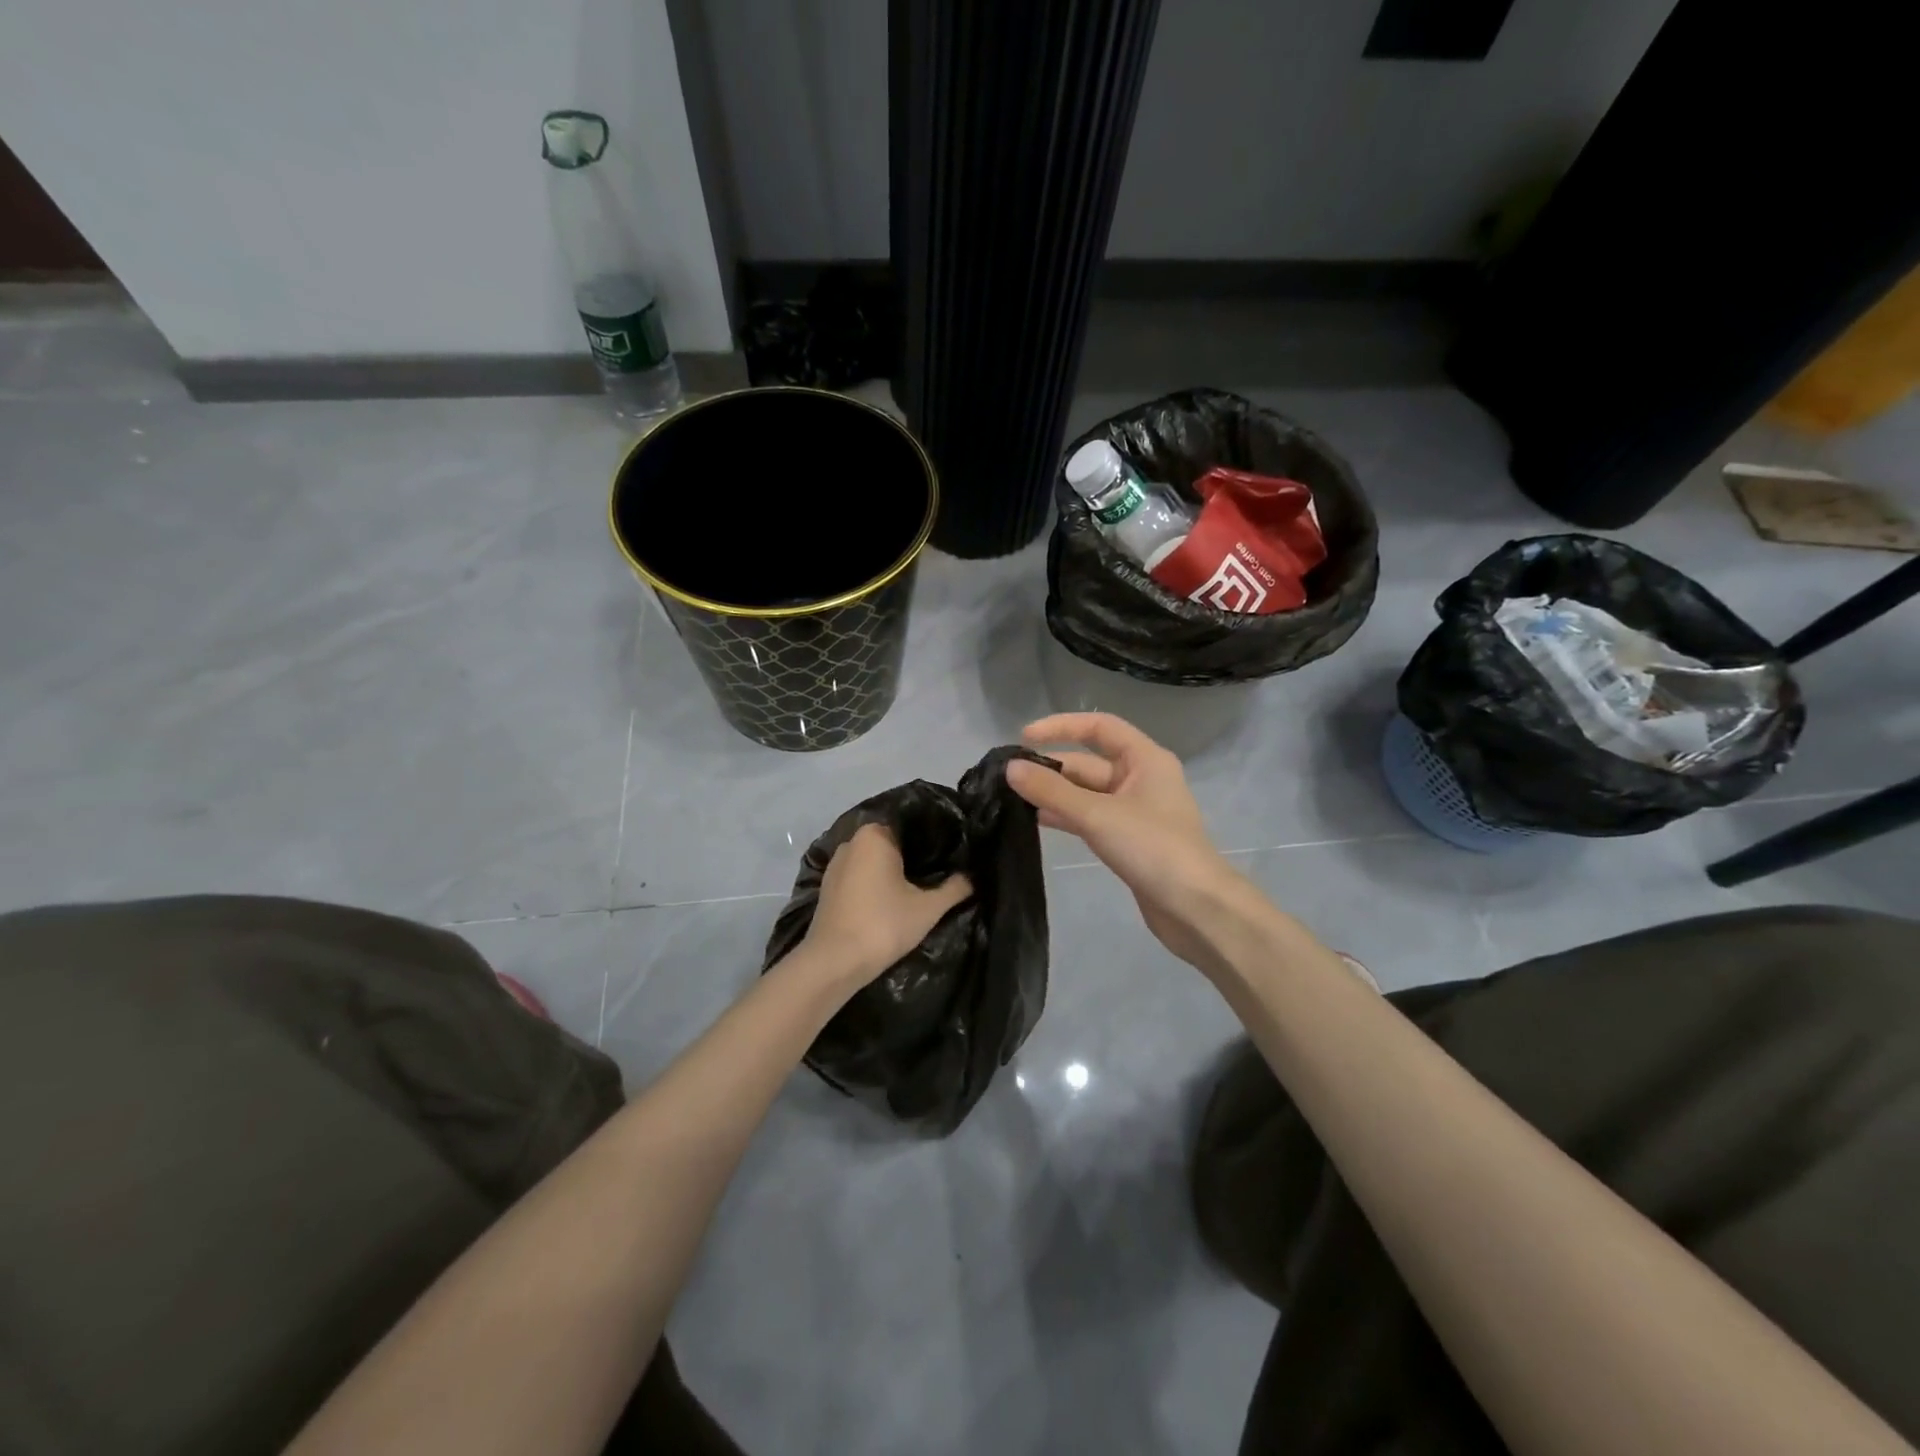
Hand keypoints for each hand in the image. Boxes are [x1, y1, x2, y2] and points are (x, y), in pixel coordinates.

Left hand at [800, 822, 972, 986]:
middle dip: (911, 857)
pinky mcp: (827, 888)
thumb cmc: (884, 925)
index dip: (932, 841)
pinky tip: (888, 902)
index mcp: (874, 835)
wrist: (835, 962)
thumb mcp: (928, 908)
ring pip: (872, 862)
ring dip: (890, 873)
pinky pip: (858, 877)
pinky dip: (872, 885)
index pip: (910, 827)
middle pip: (890, 844)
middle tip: (938, 874)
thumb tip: (972, 877)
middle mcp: (851, 842)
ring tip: (915, 889)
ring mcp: (835, 865)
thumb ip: (954, 888)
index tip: (949, 856)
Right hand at [1006, 713, 1249, 971]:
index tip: (1024, 737)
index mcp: (1145, 759)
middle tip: (1009, 778)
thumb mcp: (1098, 815)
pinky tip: (1037, 821)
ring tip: (1014, 798)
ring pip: (1087, 793)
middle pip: (1089, 762)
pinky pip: (1091, 818)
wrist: (1196, 908)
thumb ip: (1052, 791)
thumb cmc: (1153, 848)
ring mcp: (1135, 811)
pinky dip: (1066, 816)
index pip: (1098, 727)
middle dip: (1052, 767)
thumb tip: (1011, 768)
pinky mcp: (1128, 840)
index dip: (1061, 727)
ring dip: (1055, 794)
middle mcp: (1141, 778)